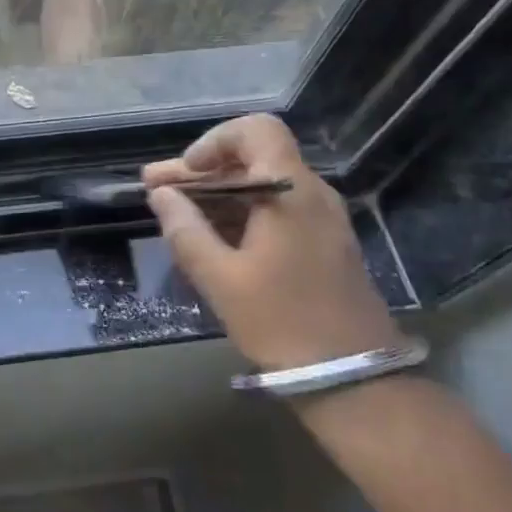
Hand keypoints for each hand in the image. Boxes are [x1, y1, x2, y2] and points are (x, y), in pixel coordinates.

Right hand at [143, 114, 397, 371]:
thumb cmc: (283, 322)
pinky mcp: (324, 245)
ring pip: (263, 186)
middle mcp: (311, 195)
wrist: (356, 380)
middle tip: (156, 189)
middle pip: (253, 159)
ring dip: (217, 194)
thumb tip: (162, 194)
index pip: (256, 131)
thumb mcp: (221, 279)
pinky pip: (277, 210)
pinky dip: (240, 213)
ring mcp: (322, 220)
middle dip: (202, 172)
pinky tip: (209, 235)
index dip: (215, 141)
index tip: (188, 172)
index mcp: (290, 192)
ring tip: (173, 212)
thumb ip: (186, 230)